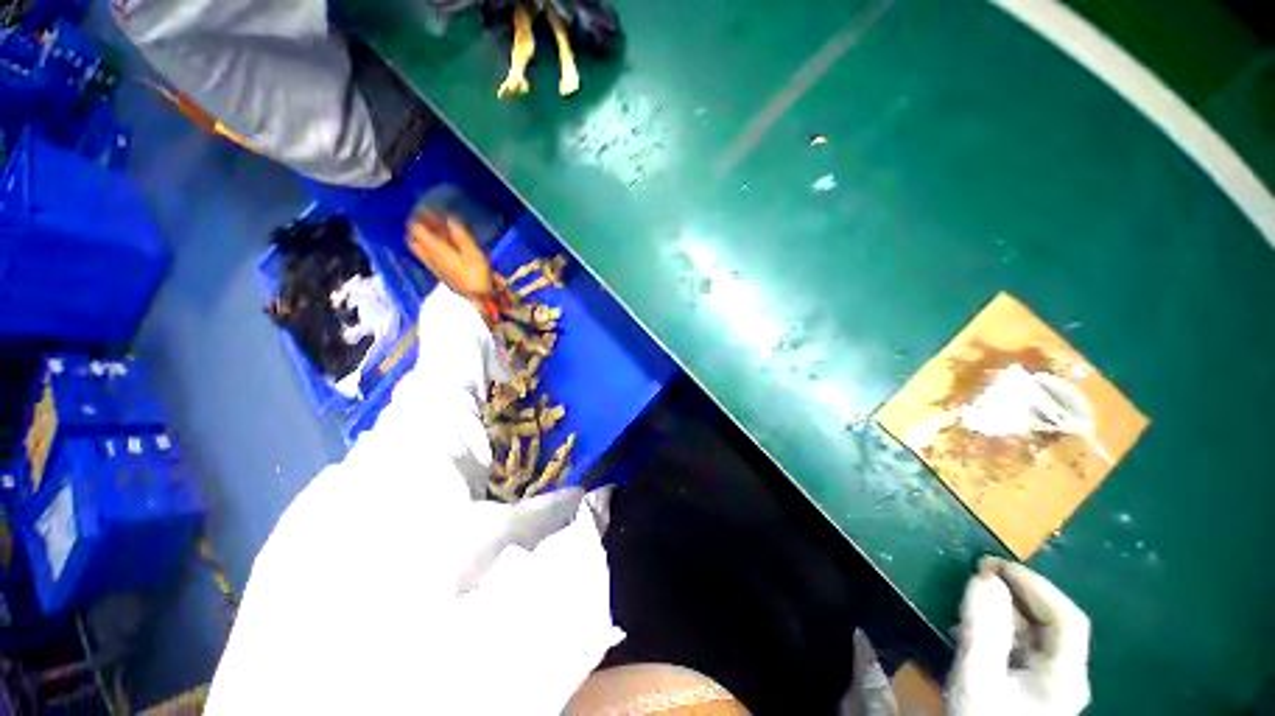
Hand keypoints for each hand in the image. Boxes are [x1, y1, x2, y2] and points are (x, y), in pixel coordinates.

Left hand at [407, 211, 493, 299]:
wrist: (475, 300)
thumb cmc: (477, 275)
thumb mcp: (474, 253)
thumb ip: (461, 236)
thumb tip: (450, 218)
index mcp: (436, 248)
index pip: (417, 228)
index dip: (420, 216)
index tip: (428, 208)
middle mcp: (429, 255)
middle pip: (415, 237)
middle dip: (420, 225)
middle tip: (430, 219)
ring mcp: (433, 265)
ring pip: (421, 246)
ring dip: (426, 236)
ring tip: (438, 231)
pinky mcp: (439, 272)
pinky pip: (428, 254)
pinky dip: (432, 246)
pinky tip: (444, 246)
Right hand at [947, 556, 1090, 715]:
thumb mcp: (978, 677)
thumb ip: (983, 628)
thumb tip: (984, 576)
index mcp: (1065, 676)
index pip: (1066, 618)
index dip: (1035, 585)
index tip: (994, 565)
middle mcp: (1066, 677)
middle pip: (1054, 624)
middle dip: (1018, 593)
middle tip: (979, 573)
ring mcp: (1050, 685)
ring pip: (1037, 635)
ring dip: (1006, 609)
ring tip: (972, 597)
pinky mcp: (1032, 690)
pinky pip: (1022, 648)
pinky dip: (1001, 629)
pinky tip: (975, 629)